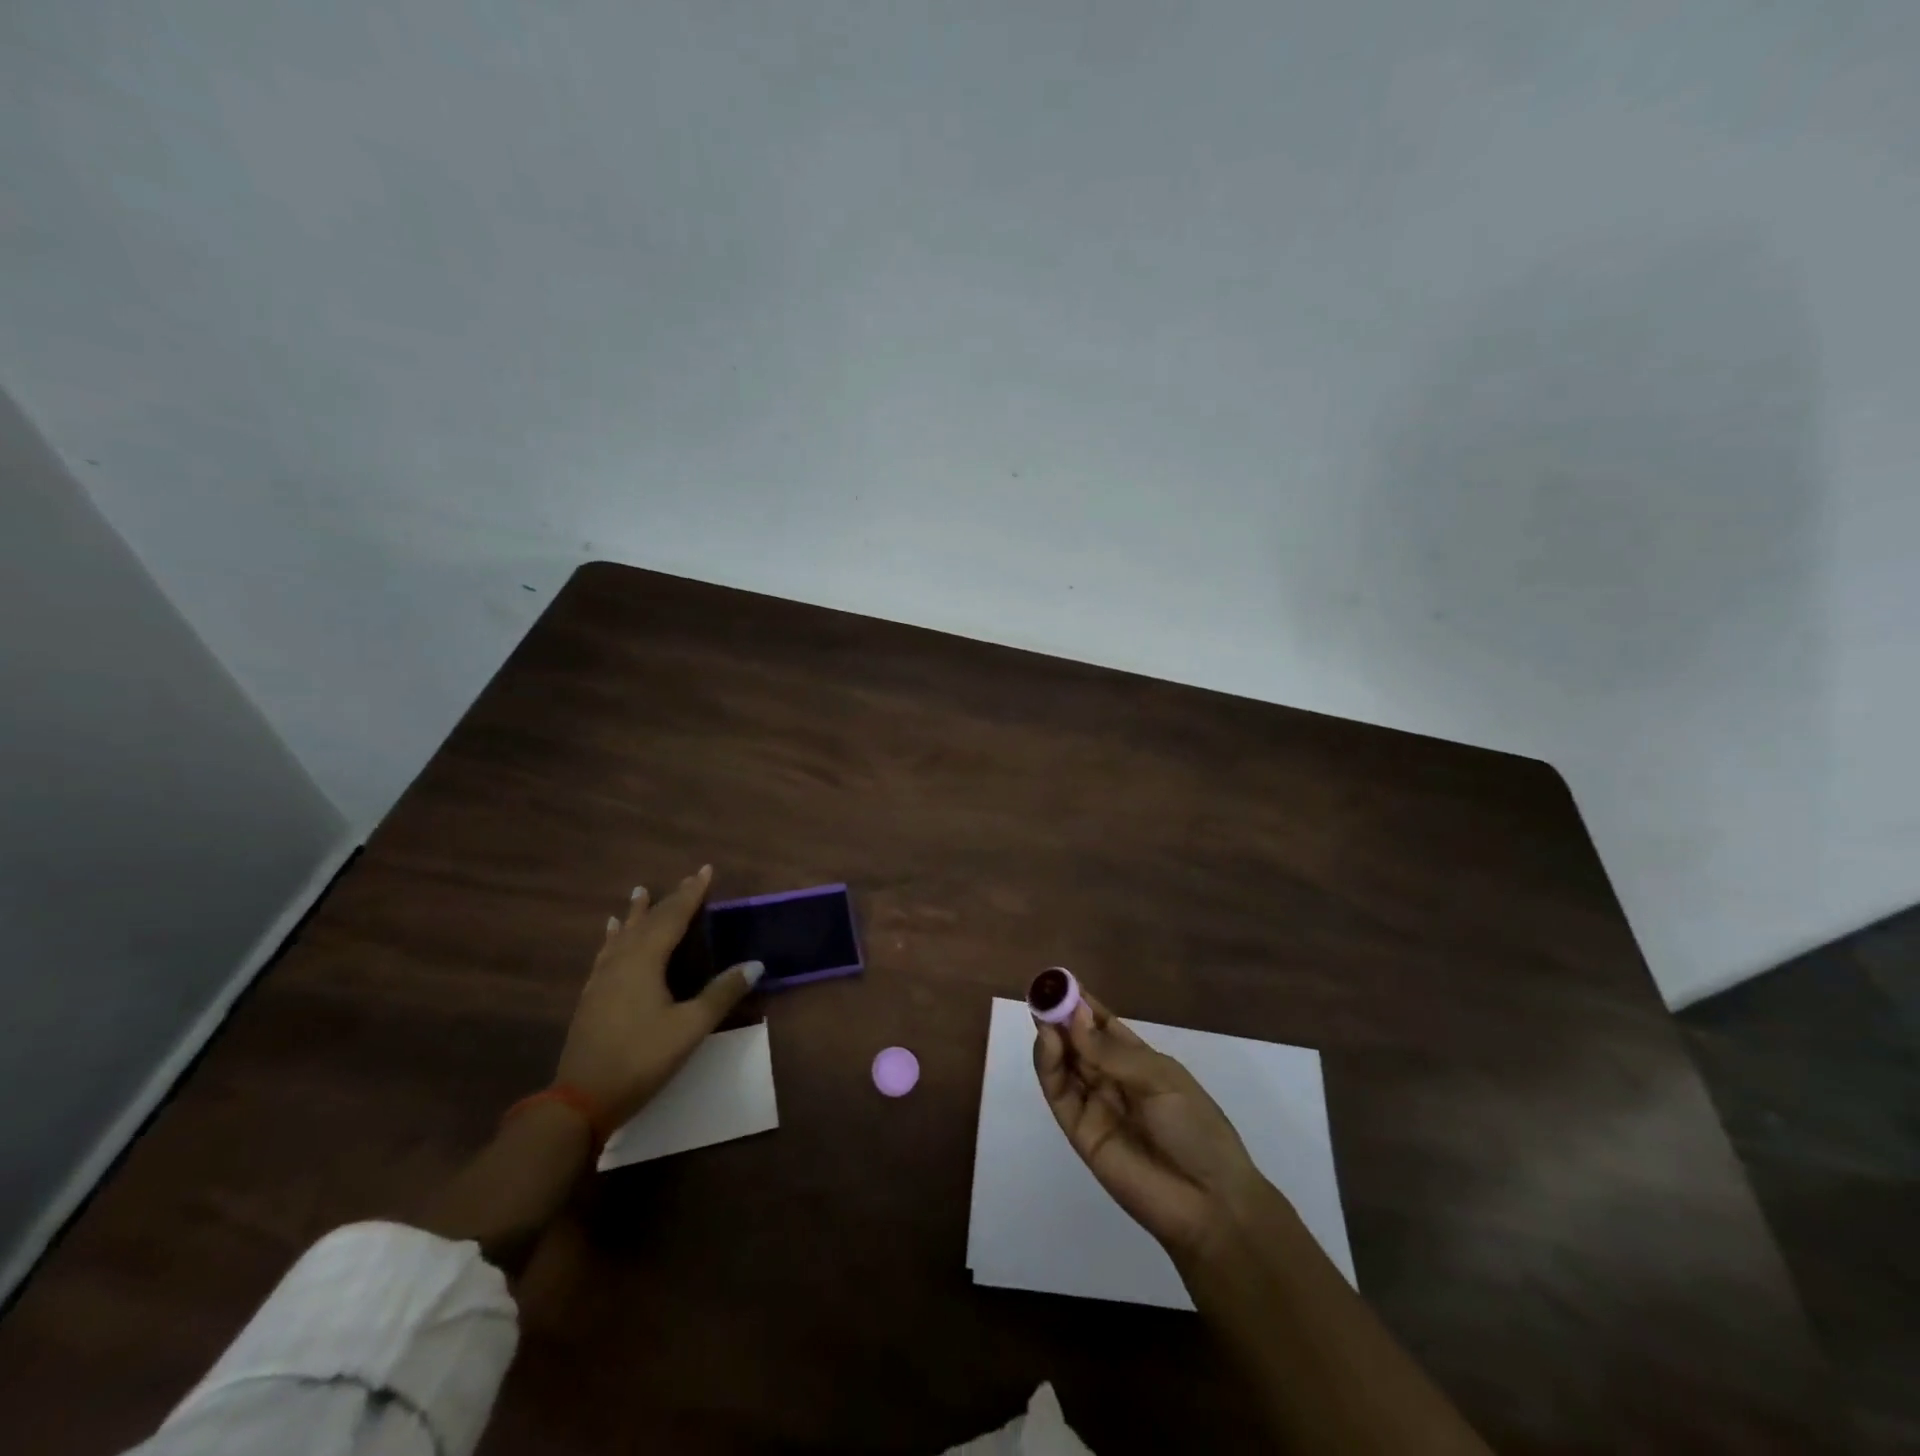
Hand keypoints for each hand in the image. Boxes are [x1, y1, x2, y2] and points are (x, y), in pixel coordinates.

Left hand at [553, 865, 762, 1128]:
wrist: (580, 1100)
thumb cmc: (641, 1059)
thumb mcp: (689, 1027)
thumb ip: (722, 993)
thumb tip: (756, 964)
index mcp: (645, 962)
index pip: (673, 917)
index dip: (691, 894)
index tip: (705, 870)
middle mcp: (622, 961)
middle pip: (648, 922)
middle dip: (669, 900)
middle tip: (686, 880)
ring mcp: (602, 979)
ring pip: (623, 935)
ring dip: (636, 913)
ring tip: (639, 892)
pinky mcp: (592, 997)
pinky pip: (607, 953)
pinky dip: (614, 937)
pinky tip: (610, 936)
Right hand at [1033, 990, 1272, 1258]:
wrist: (1210, 1203)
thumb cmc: (1196, 1129)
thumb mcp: (1161, 1079)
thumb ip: (1112, 1053)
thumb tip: (1072, 1017)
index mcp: (1138, 1062)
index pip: (1102, 1025)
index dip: (1082, 1004)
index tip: (1060, 980)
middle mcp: (1112, 1079)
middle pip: (1077, 1042)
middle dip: (1059, 1016)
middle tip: (1042, 992)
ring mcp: (1095, 1105)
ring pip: (1064, 1065)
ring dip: (1051, 1037)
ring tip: (1042, 1012)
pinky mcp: (1080, 1132)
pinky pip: (1059, 1094)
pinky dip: (1049, 1067)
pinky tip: (1049, 1042)